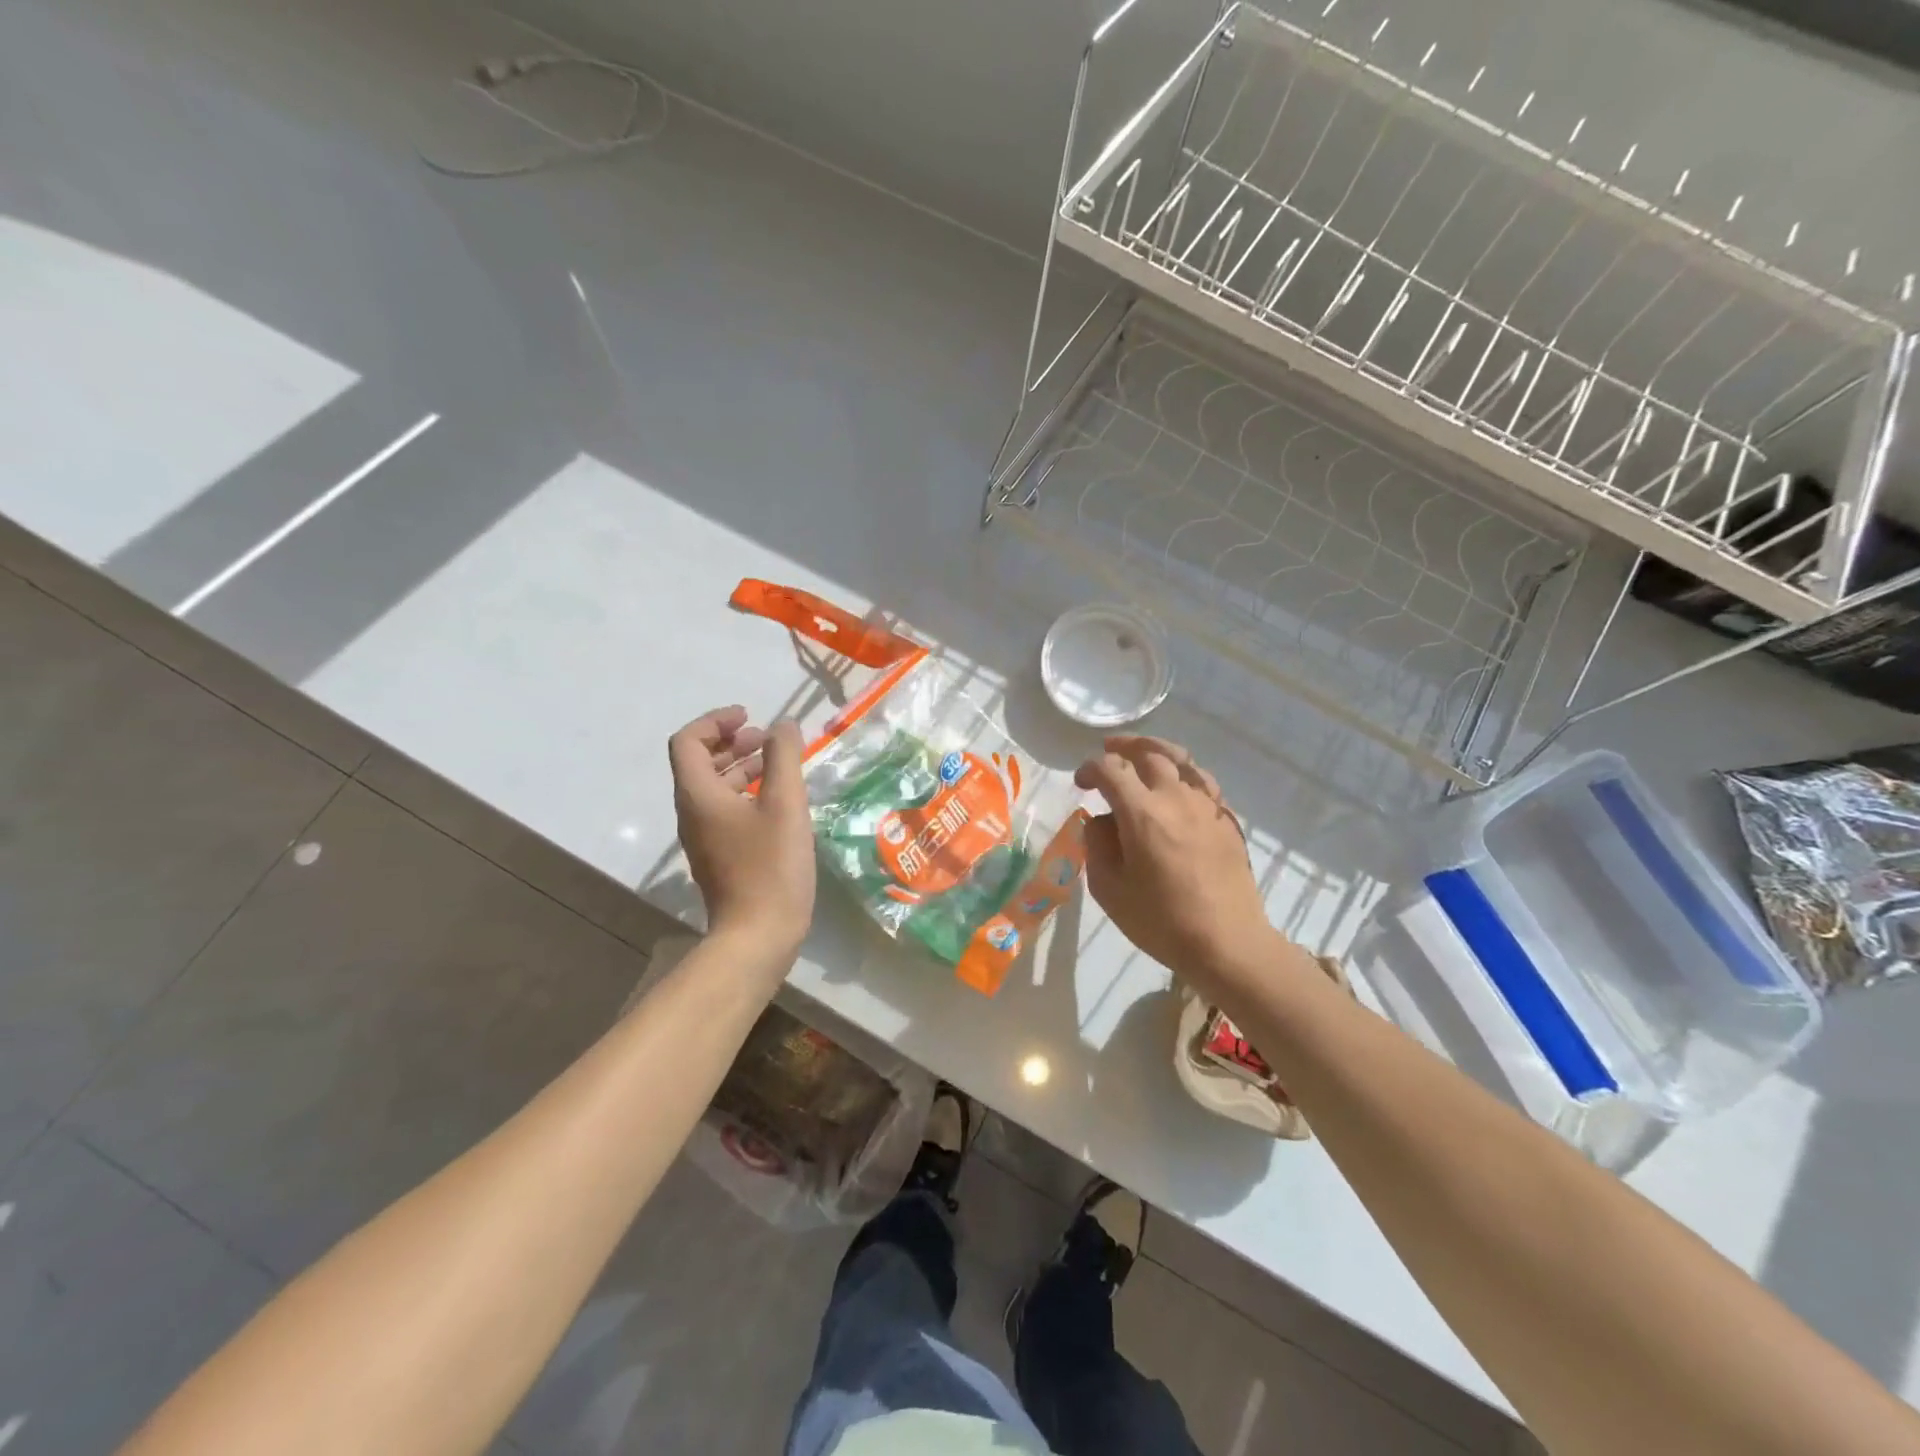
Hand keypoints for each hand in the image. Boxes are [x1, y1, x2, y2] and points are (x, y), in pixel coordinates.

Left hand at [669, 706, 815, 959]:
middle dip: (731, 742)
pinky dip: (745, 793)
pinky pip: (724, 810)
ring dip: (740, 766)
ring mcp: (703, 837)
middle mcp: (692, 812)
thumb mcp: (785, 804)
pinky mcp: (719, 856)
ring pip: (713, 788)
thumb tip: (783, 725)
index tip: (751, 718)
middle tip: (767, 738)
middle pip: (698, 762)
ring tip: (776, 764)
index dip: (716, 721)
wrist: (758, 936)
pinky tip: (777, 801)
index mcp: (698, 795)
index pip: (688, 741)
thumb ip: (784, 758)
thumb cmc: (771, 866)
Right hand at [1075, 736, 1280, 1000]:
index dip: (1090, 770)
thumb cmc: (1161, 921)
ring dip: (1155, 750)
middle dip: (1123, 748)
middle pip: (1149, 753)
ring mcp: (1206, 806)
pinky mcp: (1226, 820)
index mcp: (1142, 813)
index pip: (1111, 771)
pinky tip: (1177, 783)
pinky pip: (1203, 780)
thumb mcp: (1109, 890)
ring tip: (1142, 753)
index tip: (1081, 783)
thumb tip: (1100, 821)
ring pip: (1181, 759)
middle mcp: (1175, 798)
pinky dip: (1184, 771)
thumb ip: (1097, 846)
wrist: (1227, 943)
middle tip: (1108, 751)